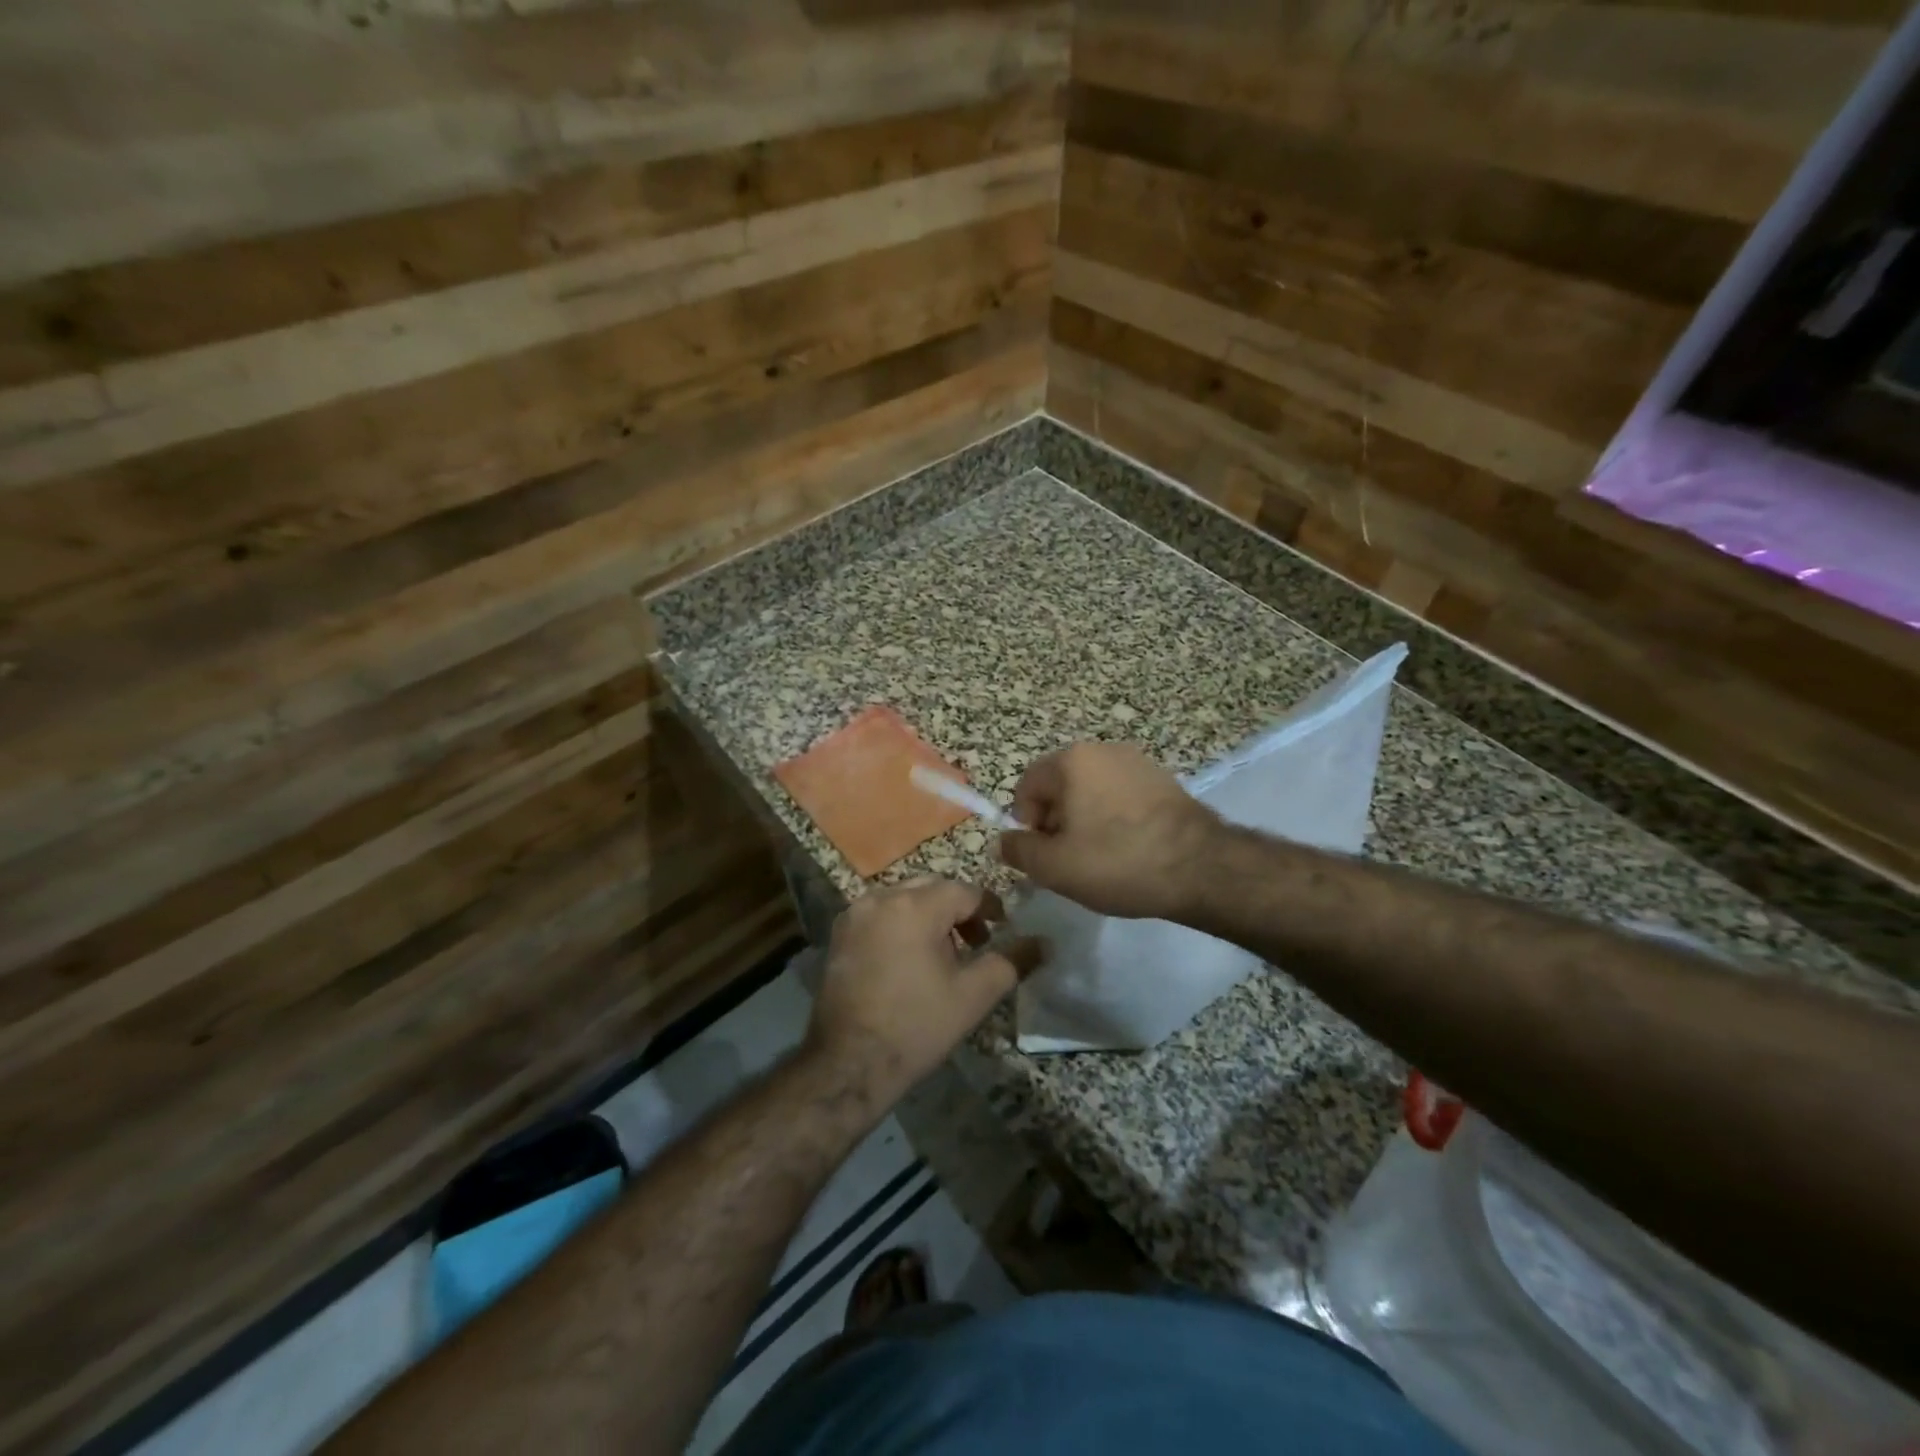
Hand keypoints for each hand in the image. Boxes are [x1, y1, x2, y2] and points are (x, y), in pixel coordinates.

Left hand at [806, 880, 1044, 1107]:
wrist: (849, 1063)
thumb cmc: (917, 1026)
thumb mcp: (974, 995)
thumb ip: (1011, 961)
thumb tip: (1044, 943)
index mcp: (916, 906)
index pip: (965, 891)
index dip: (989, 908)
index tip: (1002, 930)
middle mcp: (881, 897)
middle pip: (932, 888)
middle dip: (957, 910)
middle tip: (975, 943)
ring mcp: (855, 915)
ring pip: (904, 899)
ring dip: (928, 916)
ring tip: (942, 954)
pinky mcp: (839, 934)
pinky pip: (880, 914)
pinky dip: (900, 924)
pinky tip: (907, 960)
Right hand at [999, 743, 1222, 920]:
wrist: (1200, 867)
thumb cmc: (1116, 861)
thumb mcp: (1054, 867)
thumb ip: (1018, 851)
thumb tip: (1003, 841)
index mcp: (1071, 760)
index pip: (1027, 785)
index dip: (1026, 821)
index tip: (1041, 853)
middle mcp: (1103, 750)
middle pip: (1061, 785)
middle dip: (1056, 821)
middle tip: (1068, 858)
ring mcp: (1138, 762)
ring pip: (1092, 791)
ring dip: (1086, 819)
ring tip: (1100, 857)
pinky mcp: (1165, 780)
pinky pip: (1122, 796)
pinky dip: (1116, 818)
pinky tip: (1128, 849)